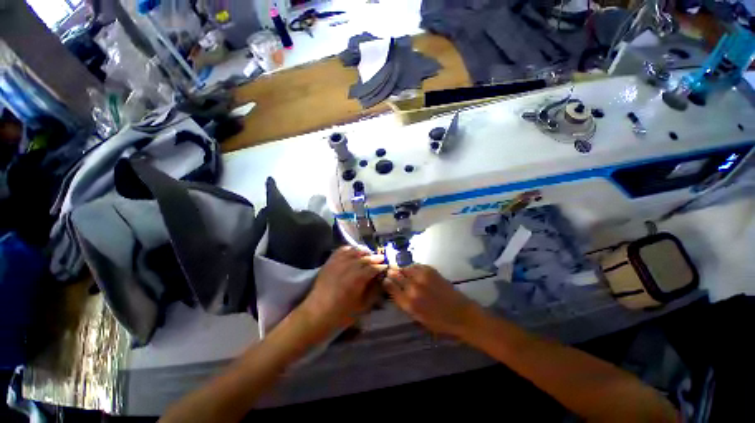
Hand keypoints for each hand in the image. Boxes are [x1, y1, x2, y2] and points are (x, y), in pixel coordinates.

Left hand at [298, 246, 386, 334]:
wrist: (317, 313)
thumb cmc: (342, 313)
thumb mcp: (363, 306)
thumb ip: (374, 291)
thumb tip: (381, 280)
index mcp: (358, 278)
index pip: (374, 268)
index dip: (382, 266)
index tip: (387, 266)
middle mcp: (349, 266)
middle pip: (366, 257)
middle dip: (375, 257)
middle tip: (381, 259)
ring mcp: (339, 262)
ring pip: (355, 251)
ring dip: (364, 251)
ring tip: (369, 254)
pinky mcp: (330, 261)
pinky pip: (341, 250)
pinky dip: (350, 248)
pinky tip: (354, 251)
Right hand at [383, 265, 482, 337]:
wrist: (461, 314)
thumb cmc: (439, 322)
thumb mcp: (417, 318)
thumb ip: (404, 304)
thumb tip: (394, 291)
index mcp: (408, 303)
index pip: (390, 287)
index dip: (386, 282)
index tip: (385, 280)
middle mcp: (413, 288)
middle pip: (396, 275)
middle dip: (392, 274)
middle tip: (391, 273)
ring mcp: (422, 277)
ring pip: (405, 268)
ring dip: (402, 270)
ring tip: (403, 272)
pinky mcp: (430, 270)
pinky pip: (415, 265)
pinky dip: (412, 267)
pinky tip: (413, 271)